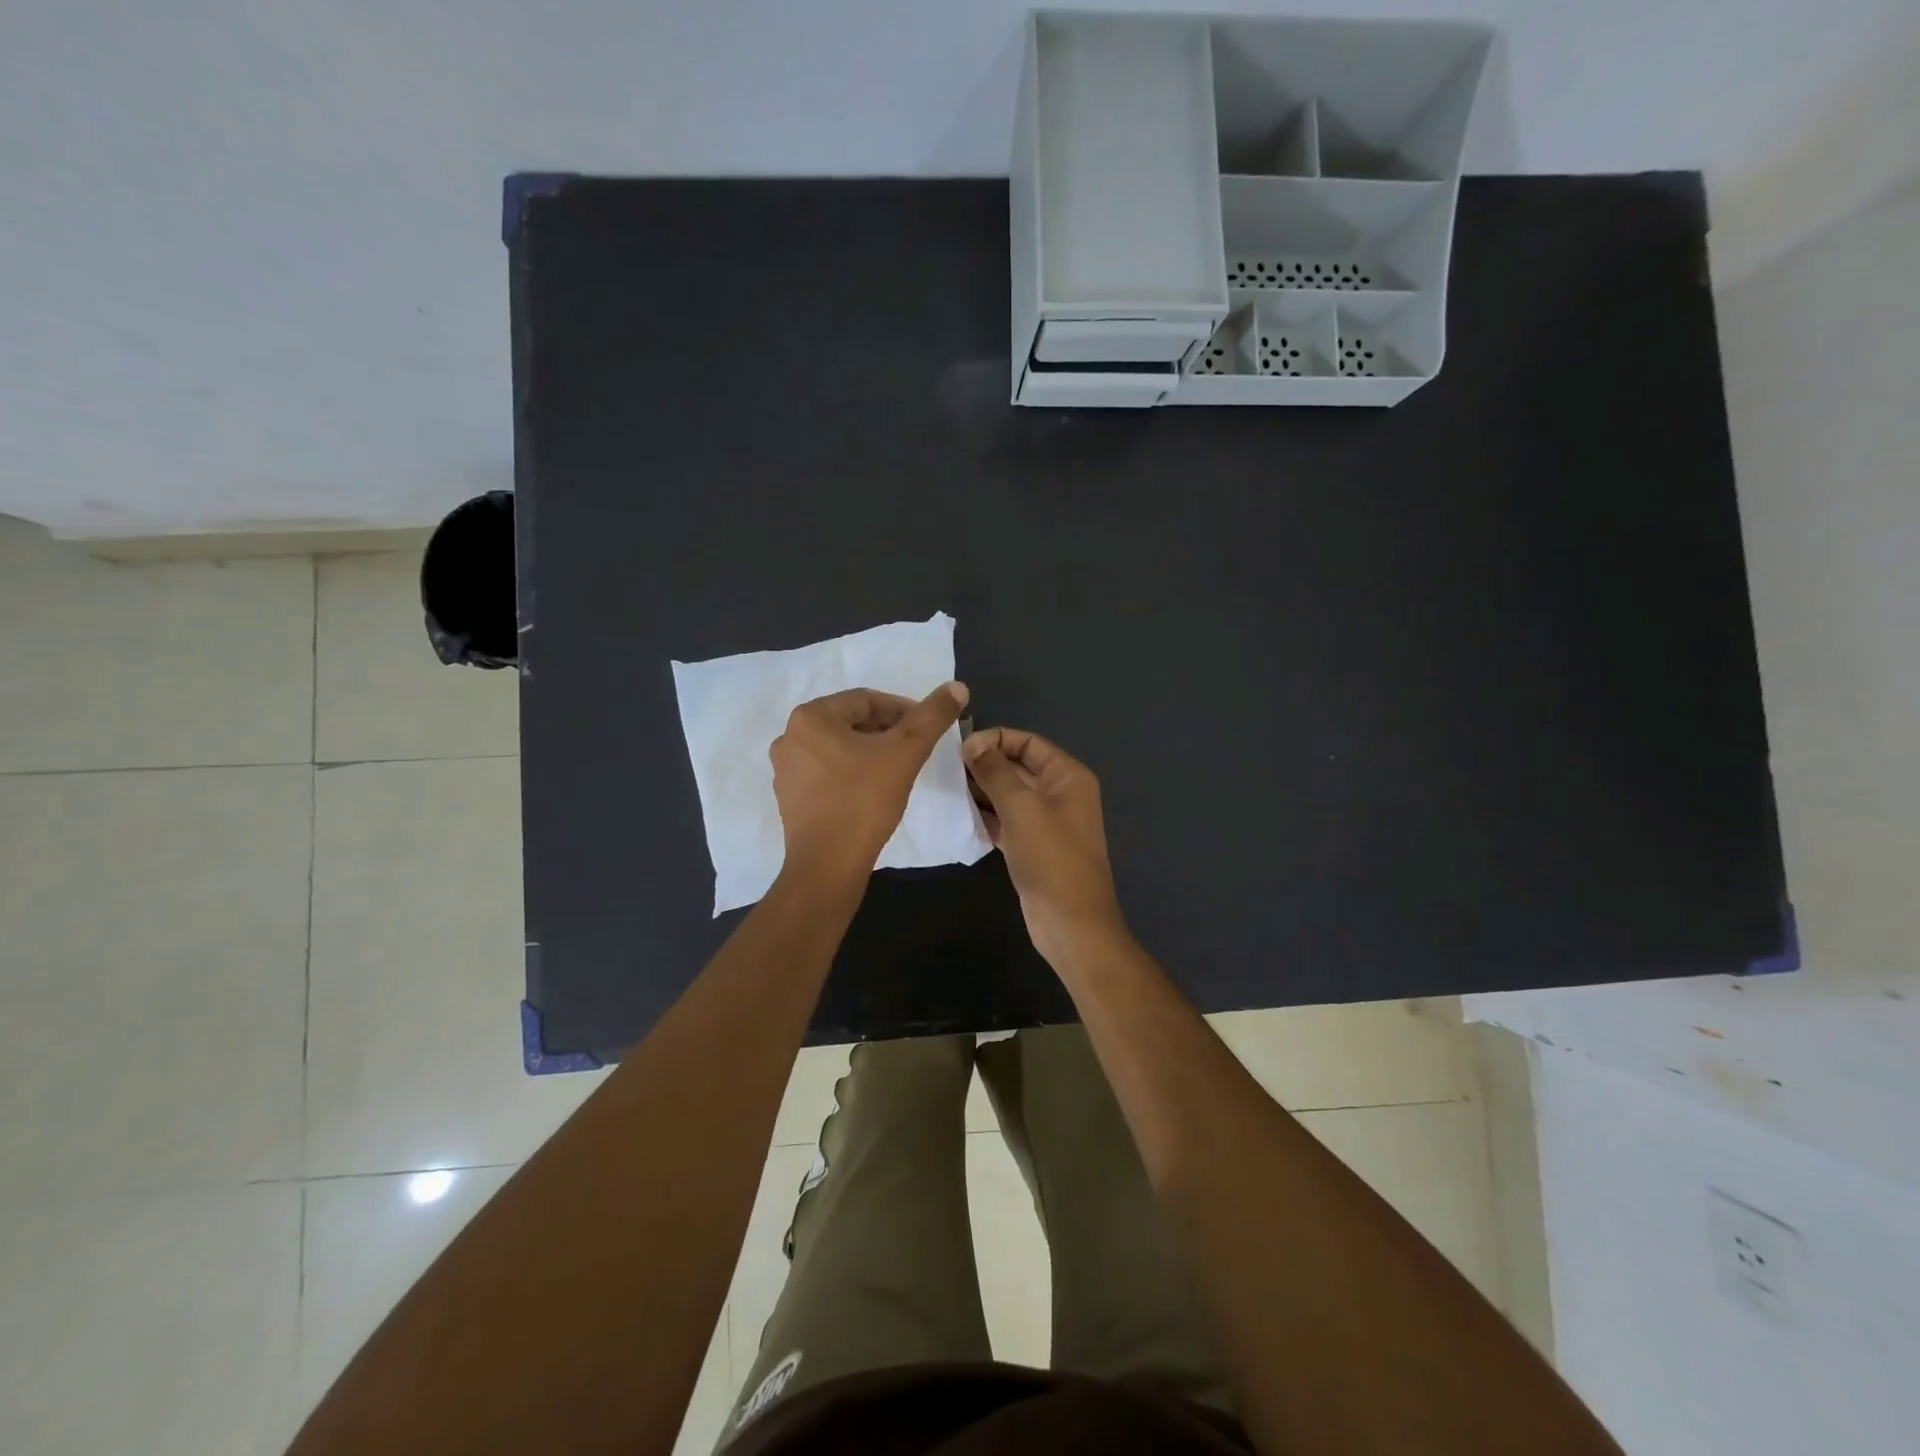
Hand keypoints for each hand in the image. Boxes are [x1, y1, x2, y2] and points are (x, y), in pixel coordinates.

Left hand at [770, 682, 969, 885]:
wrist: (828, 865)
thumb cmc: (864, 801)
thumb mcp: (905, 752)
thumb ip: (932, 716)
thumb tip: (958, 686)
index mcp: (811, 717)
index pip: (866, 700)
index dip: (902, 710)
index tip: (926, 728)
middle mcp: (790, 737)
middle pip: (850, 722)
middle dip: (886, 730)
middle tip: (915, 748)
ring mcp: (786, 770)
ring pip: (838, 748)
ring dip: (869, 751)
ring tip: (898, 769)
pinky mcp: (789, 798)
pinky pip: (826, 772)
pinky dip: (851, 772)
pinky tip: (872, 791)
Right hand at [962, 727, 1127, 966]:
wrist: (1071, 924)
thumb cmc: (1051, 859)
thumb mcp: (1022, 808)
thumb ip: (996, 772)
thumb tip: (973, 744)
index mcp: (1067, 776)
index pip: (1028, 742)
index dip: (995, 739)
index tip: (959, 749)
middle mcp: (1059, 793)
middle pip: (1017, 766)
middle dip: (985, 763)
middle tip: (945, 769)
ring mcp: (1045, 821)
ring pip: (1008, 794)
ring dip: (981, 789)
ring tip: (947, 788)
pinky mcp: (1031, 846)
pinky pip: (1005, 819)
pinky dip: (985, 814)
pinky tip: (959, 813)